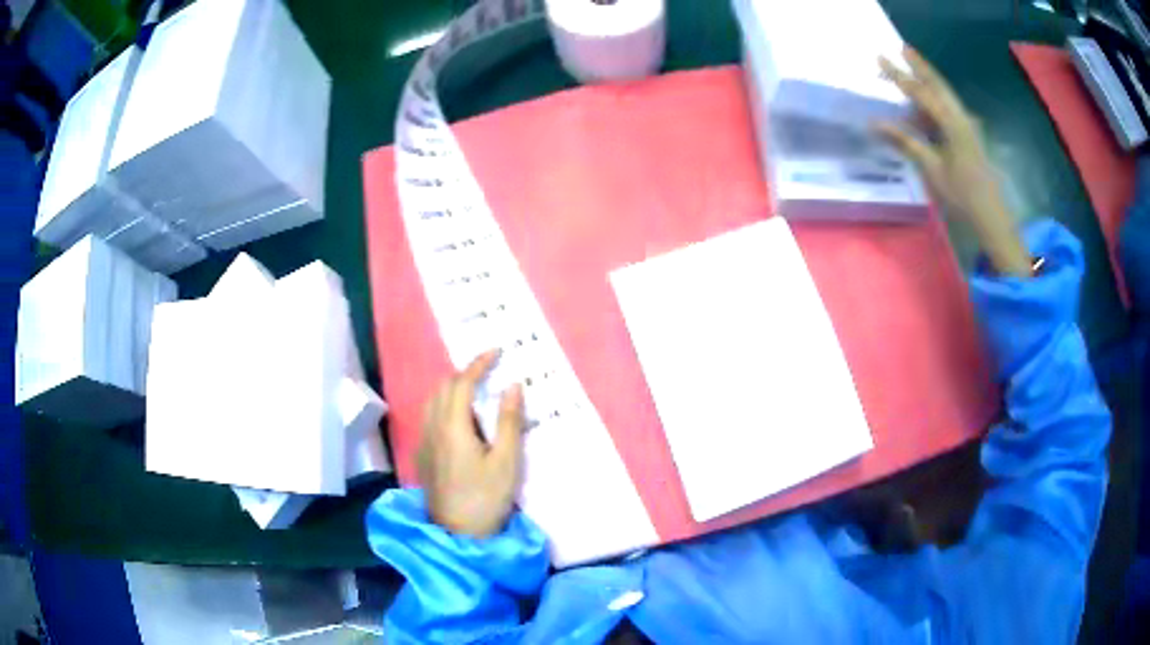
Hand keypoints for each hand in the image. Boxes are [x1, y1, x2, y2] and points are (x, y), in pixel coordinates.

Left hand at [417, 350, 524, 537]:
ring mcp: (424, 442)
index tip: (496, 351)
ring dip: (452, 388)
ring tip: (474, 391)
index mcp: (453, 427)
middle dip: (464, 373)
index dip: (478, 363)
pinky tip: (459, 420)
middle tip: (488, 371)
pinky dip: (444, 405)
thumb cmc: (487, 498)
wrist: (458, 535)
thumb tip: (513, 386)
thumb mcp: (507, 461)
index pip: (462, 382)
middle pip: (443, 388)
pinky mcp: (423, 456)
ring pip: (432, 402)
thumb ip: (508, 421)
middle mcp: (433, 428)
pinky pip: (429, 417)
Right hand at [877, 48, 1032, 276]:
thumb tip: (875, 123)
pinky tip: (925, 107)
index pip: (921, 92)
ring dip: (927, 82)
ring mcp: (967, 127)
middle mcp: (961, 118)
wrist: (992, 218)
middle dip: (919, 66)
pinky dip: (935, 102)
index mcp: (952, 123)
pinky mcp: (969, 137)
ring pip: (945, 96)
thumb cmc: (962, 196)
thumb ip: (906, 142)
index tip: (881, 58)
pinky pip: (949, 111)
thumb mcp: (932, 169)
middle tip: (902, 48)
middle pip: (938, 85)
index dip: (900, 75)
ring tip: (910, 71)